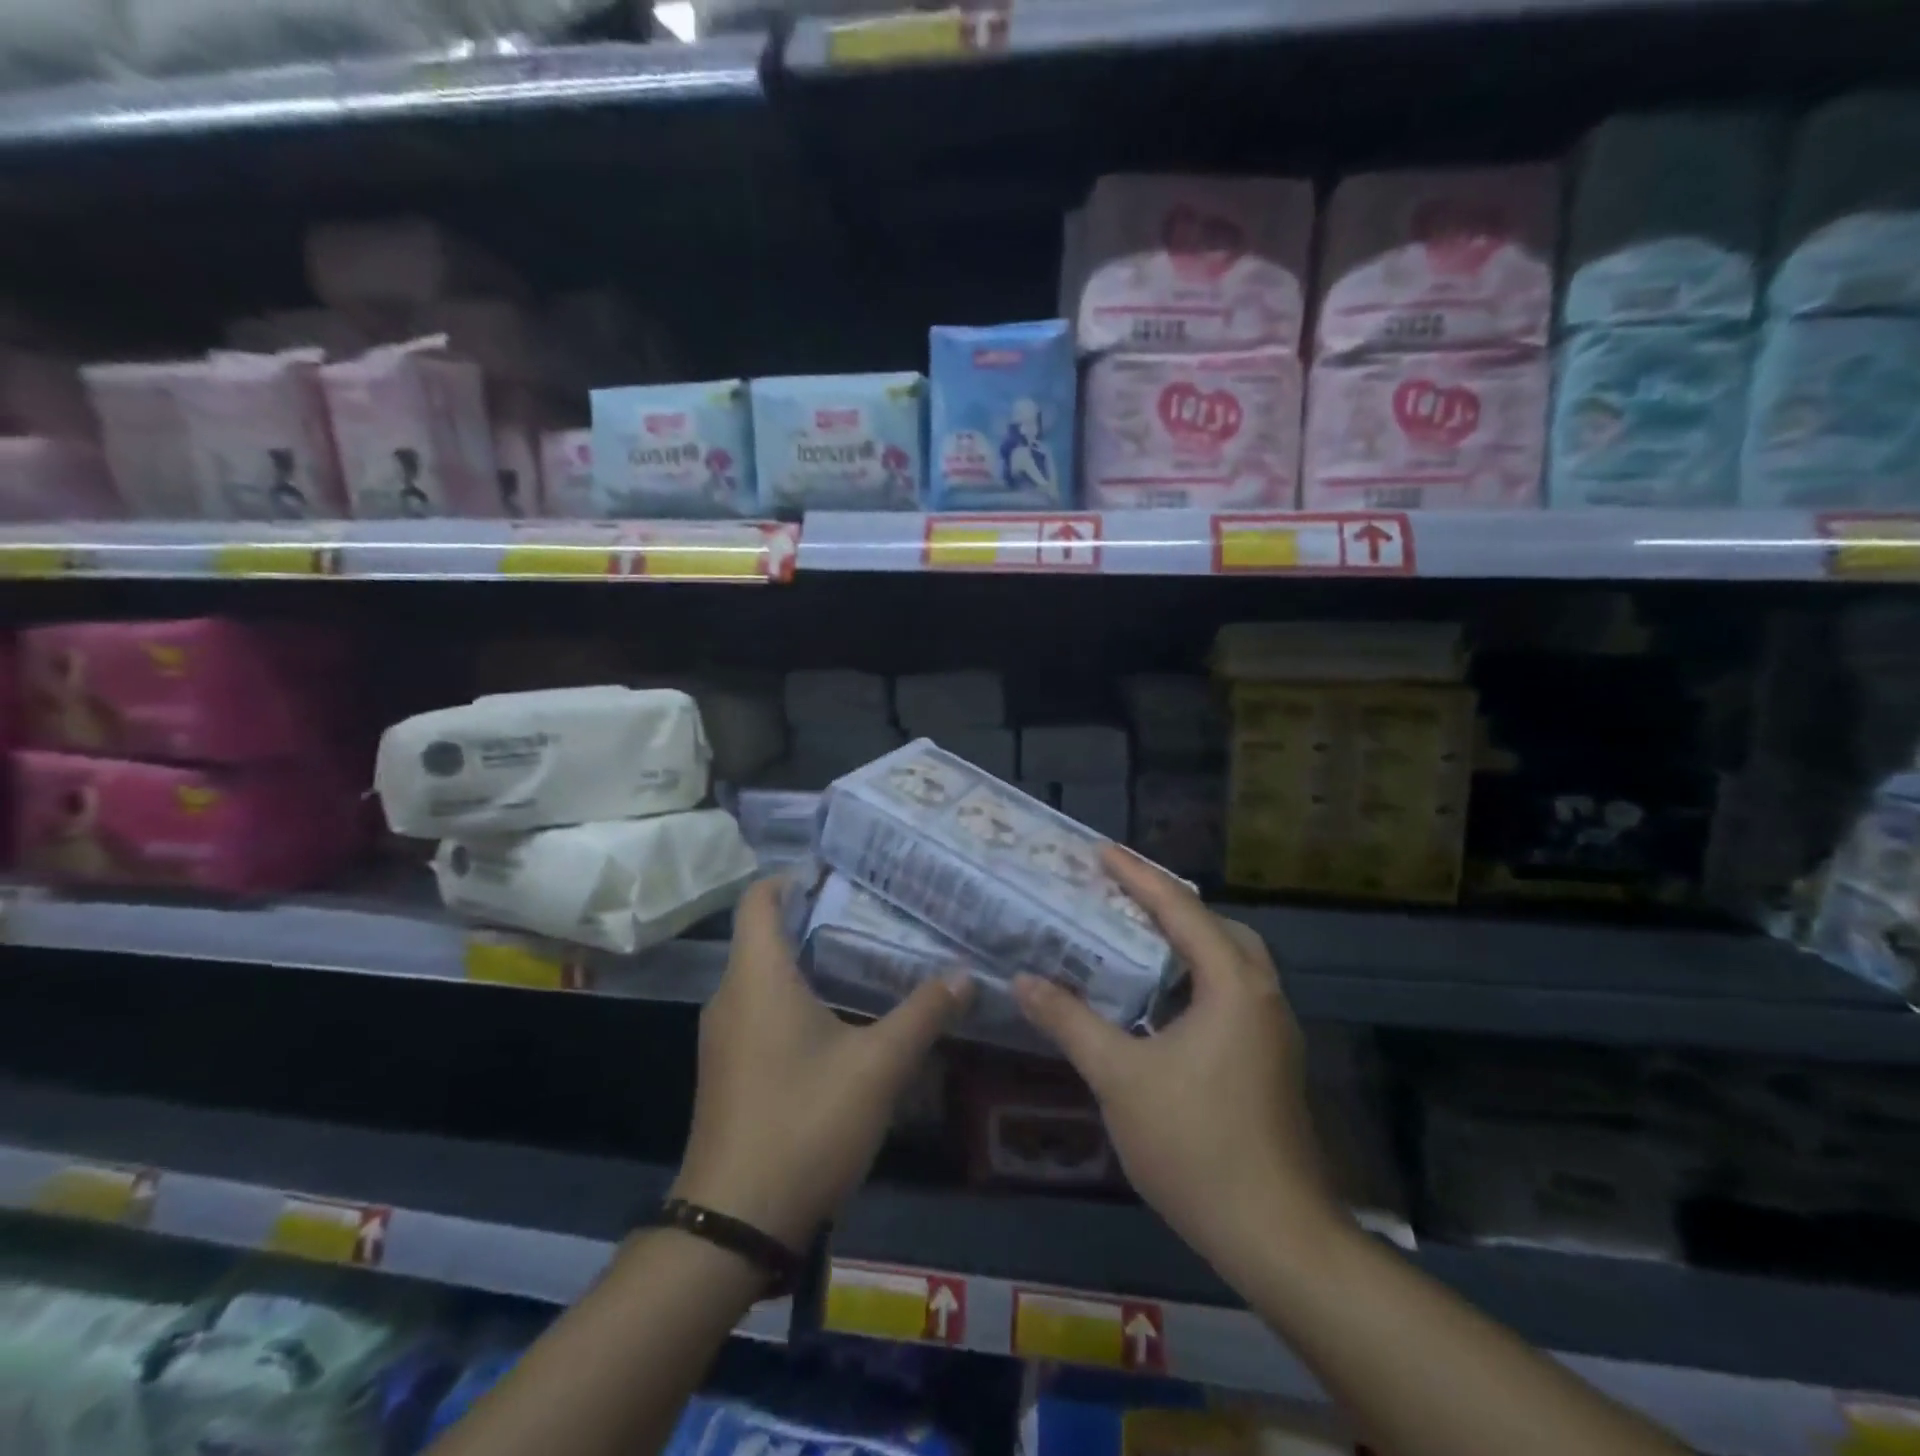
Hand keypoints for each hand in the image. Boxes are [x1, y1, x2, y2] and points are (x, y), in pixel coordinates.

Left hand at [671, 876, 973, 1249]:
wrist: (733, 1225)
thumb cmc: (804, 1124)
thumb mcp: (878, 1067)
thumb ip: (923, 1014)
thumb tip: (964, 975)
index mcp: (757, 977)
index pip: (760, 899)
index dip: (794, 876)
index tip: (841, 872)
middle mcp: (731, 996)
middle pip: (767, 934)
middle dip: (816, 917)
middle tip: (874, 911)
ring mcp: (724, 1037)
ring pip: (765, 976)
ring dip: (809, 961)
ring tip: (867, 957)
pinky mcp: (729, 1070)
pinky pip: (761, 1010)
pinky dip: (797, 998)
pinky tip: (841, 1019)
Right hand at [1012, 849, 1339, 1281]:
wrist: (1276, 1236)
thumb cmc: (1196, 1144)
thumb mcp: (1119, 1077)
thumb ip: (1070, 1022)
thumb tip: (1024, 981)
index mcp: (1232, 983)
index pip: (1180, 908)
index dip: (1136, 875)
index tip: (1100, 850)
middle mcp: (1261, 993)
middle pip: (1213, 925)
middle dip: (1165, 903)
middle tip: (1116, 895)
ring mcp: (1272, 1028)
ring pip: (1226, 960)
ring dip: (1182, 941)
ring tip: (1131, 937)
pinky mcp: (1269, 1058)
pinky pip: (1228, 991)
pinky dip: (1192, 977)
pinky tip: (1155, 1001)